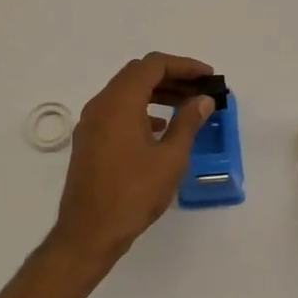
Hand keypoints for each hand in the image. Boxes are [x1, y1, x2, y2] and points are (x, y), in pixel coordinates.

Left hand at [52, 52, 214, 264]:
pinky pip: (116, 110)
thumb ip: (188, 122)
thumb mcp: (170, 158)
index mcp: (120, 101)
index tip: (208, 77)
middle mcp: (101, 103)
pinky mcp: (89, 140)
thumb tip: (203, 99)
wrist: (89, 233)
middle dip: (172, 77)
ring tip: (186, 107)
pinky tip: (159, 128)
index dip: (184, 65)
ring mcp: (91, 122)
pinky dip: (140, 109)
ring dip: (156, 93)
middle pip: (138, 74)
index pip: (153, 65)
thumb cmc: (133, 193)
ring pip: (126, 92)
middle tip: (200, 90)